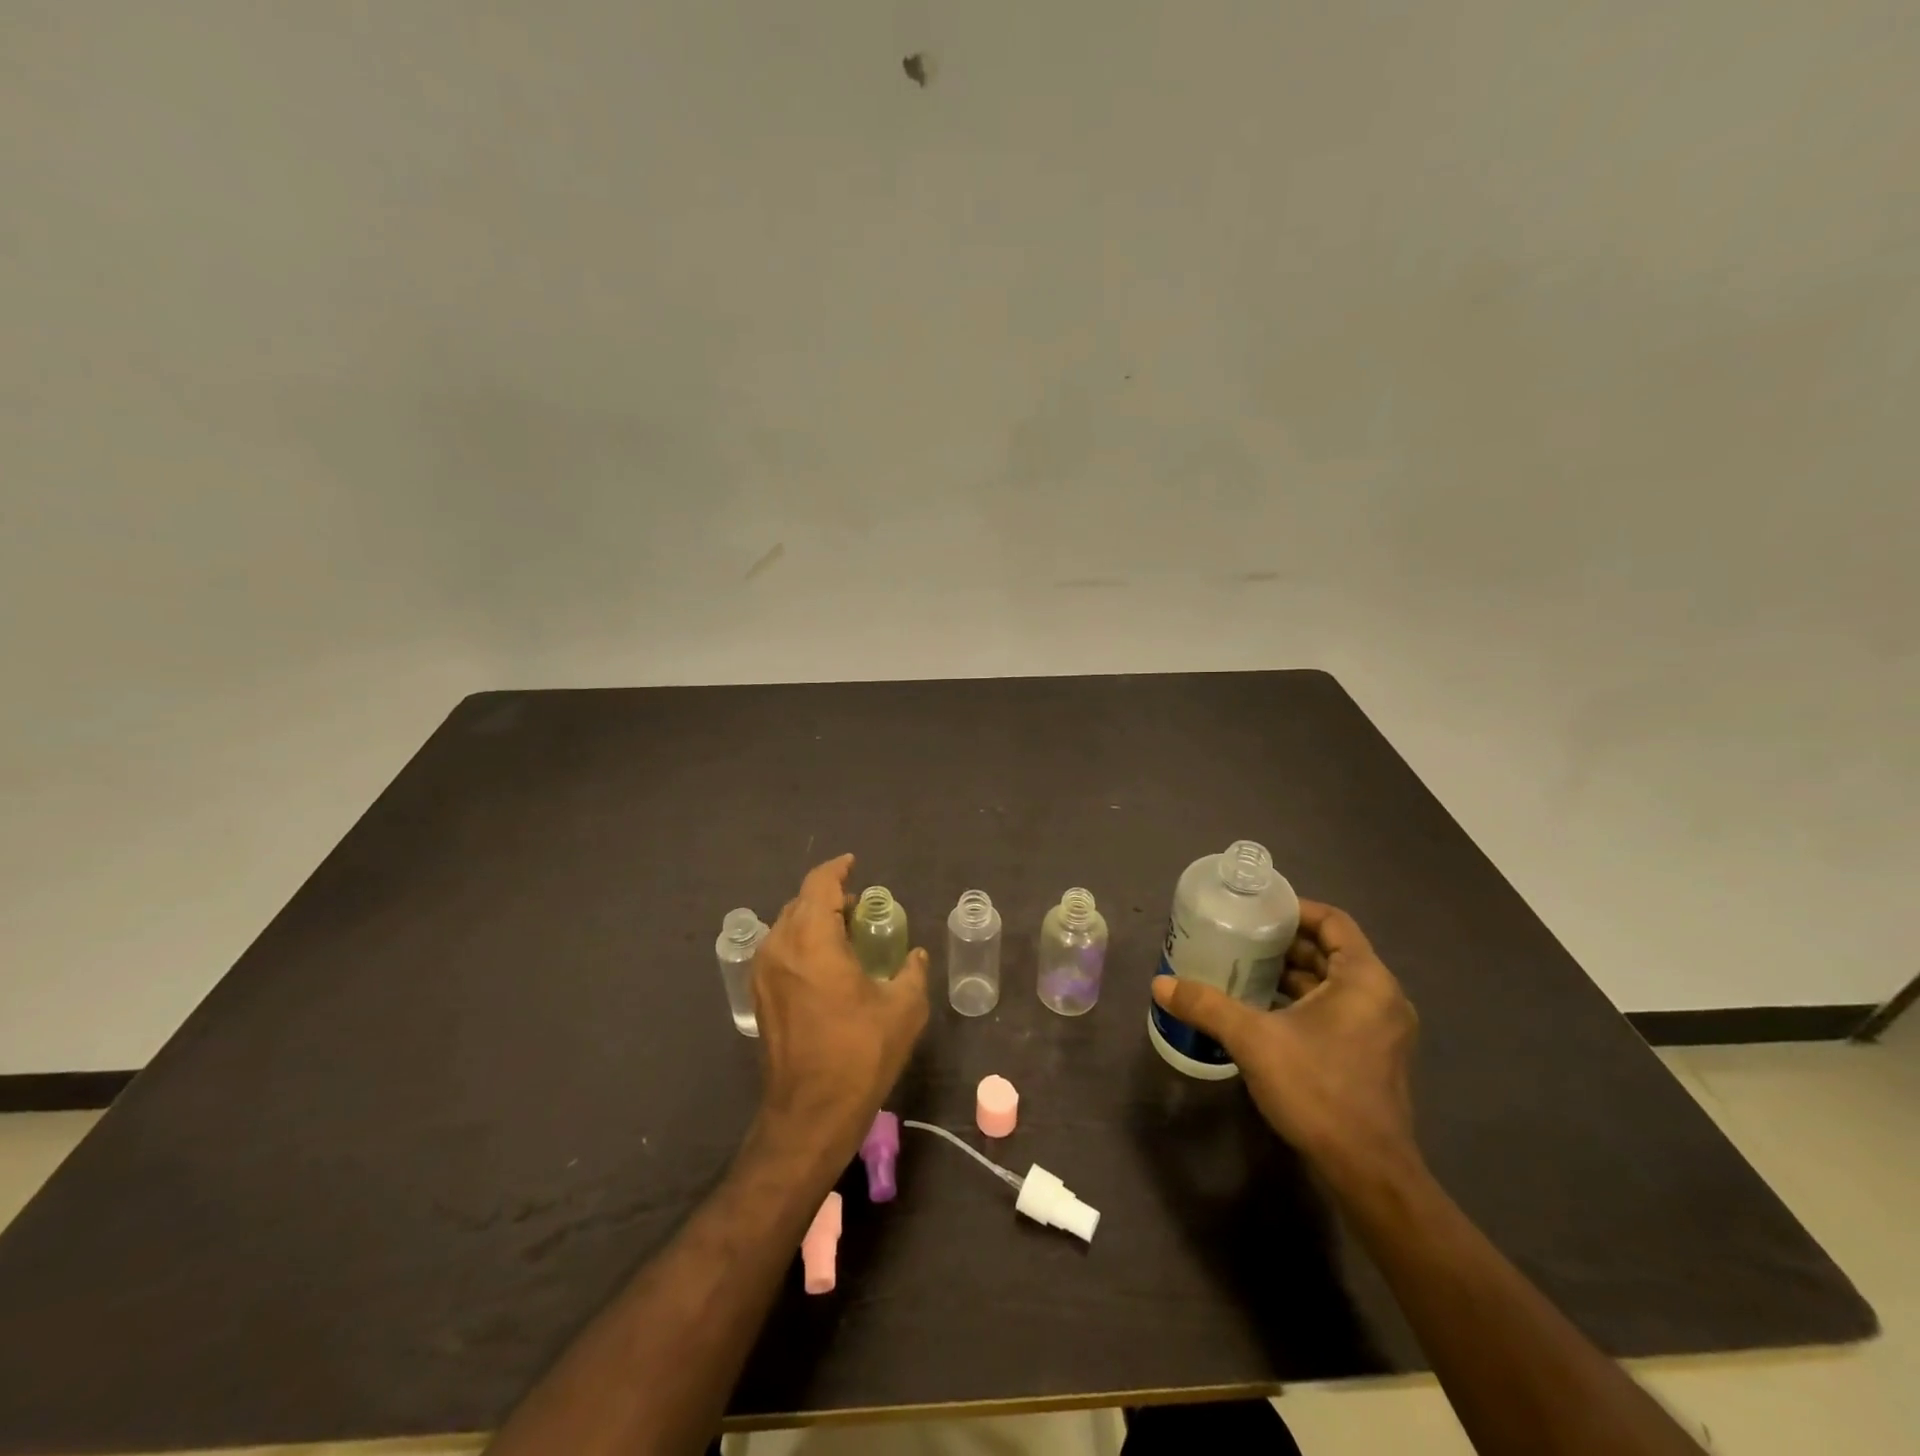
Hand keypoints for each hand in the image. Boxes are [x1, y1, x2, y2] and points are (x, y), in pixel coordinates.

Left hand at [751, 854, 929, 1158]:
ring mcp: (764, 973)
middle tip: (860, 907)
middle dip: (828, 896)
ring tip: (845, 933)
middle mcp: (780, 947)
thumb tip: (917, 956)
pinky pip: (780, 951)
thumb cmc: (859, 1053)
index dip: (838, 869)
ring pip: (787, 926)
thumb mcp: (902, 1008)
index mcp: (812, 939)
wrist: (810, 1112)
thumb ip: (912, 972)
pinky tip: (826, 964)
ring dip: (814, 920)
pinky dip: (802, 943)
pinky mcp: (760, 997)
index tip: (854, 865)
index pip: (819, 885)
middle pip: (801, 903)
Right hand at [1151, 899, 1419, 1184]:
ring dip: (1292, 974)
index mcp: (1365, 979)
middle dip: (1285, 944)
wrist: (1368, 1173)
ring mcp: (1381, 1030)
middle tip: (1239, 939)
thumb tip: (1160, 984)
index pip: (1334, 921)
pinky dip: (1303, 1002)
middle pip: (1331, 951)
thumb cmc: (1318, 1090)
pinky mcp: (1373, 1056)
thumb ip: (1206, 1006)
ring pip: (1333, 984)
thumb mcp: (1253, 1040)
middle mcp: (1382, 997)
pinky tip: (1264, 1011)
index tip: (1256, 911)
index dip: (1295, 909)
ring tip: (1243, 970)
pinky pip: (1337, 1010)